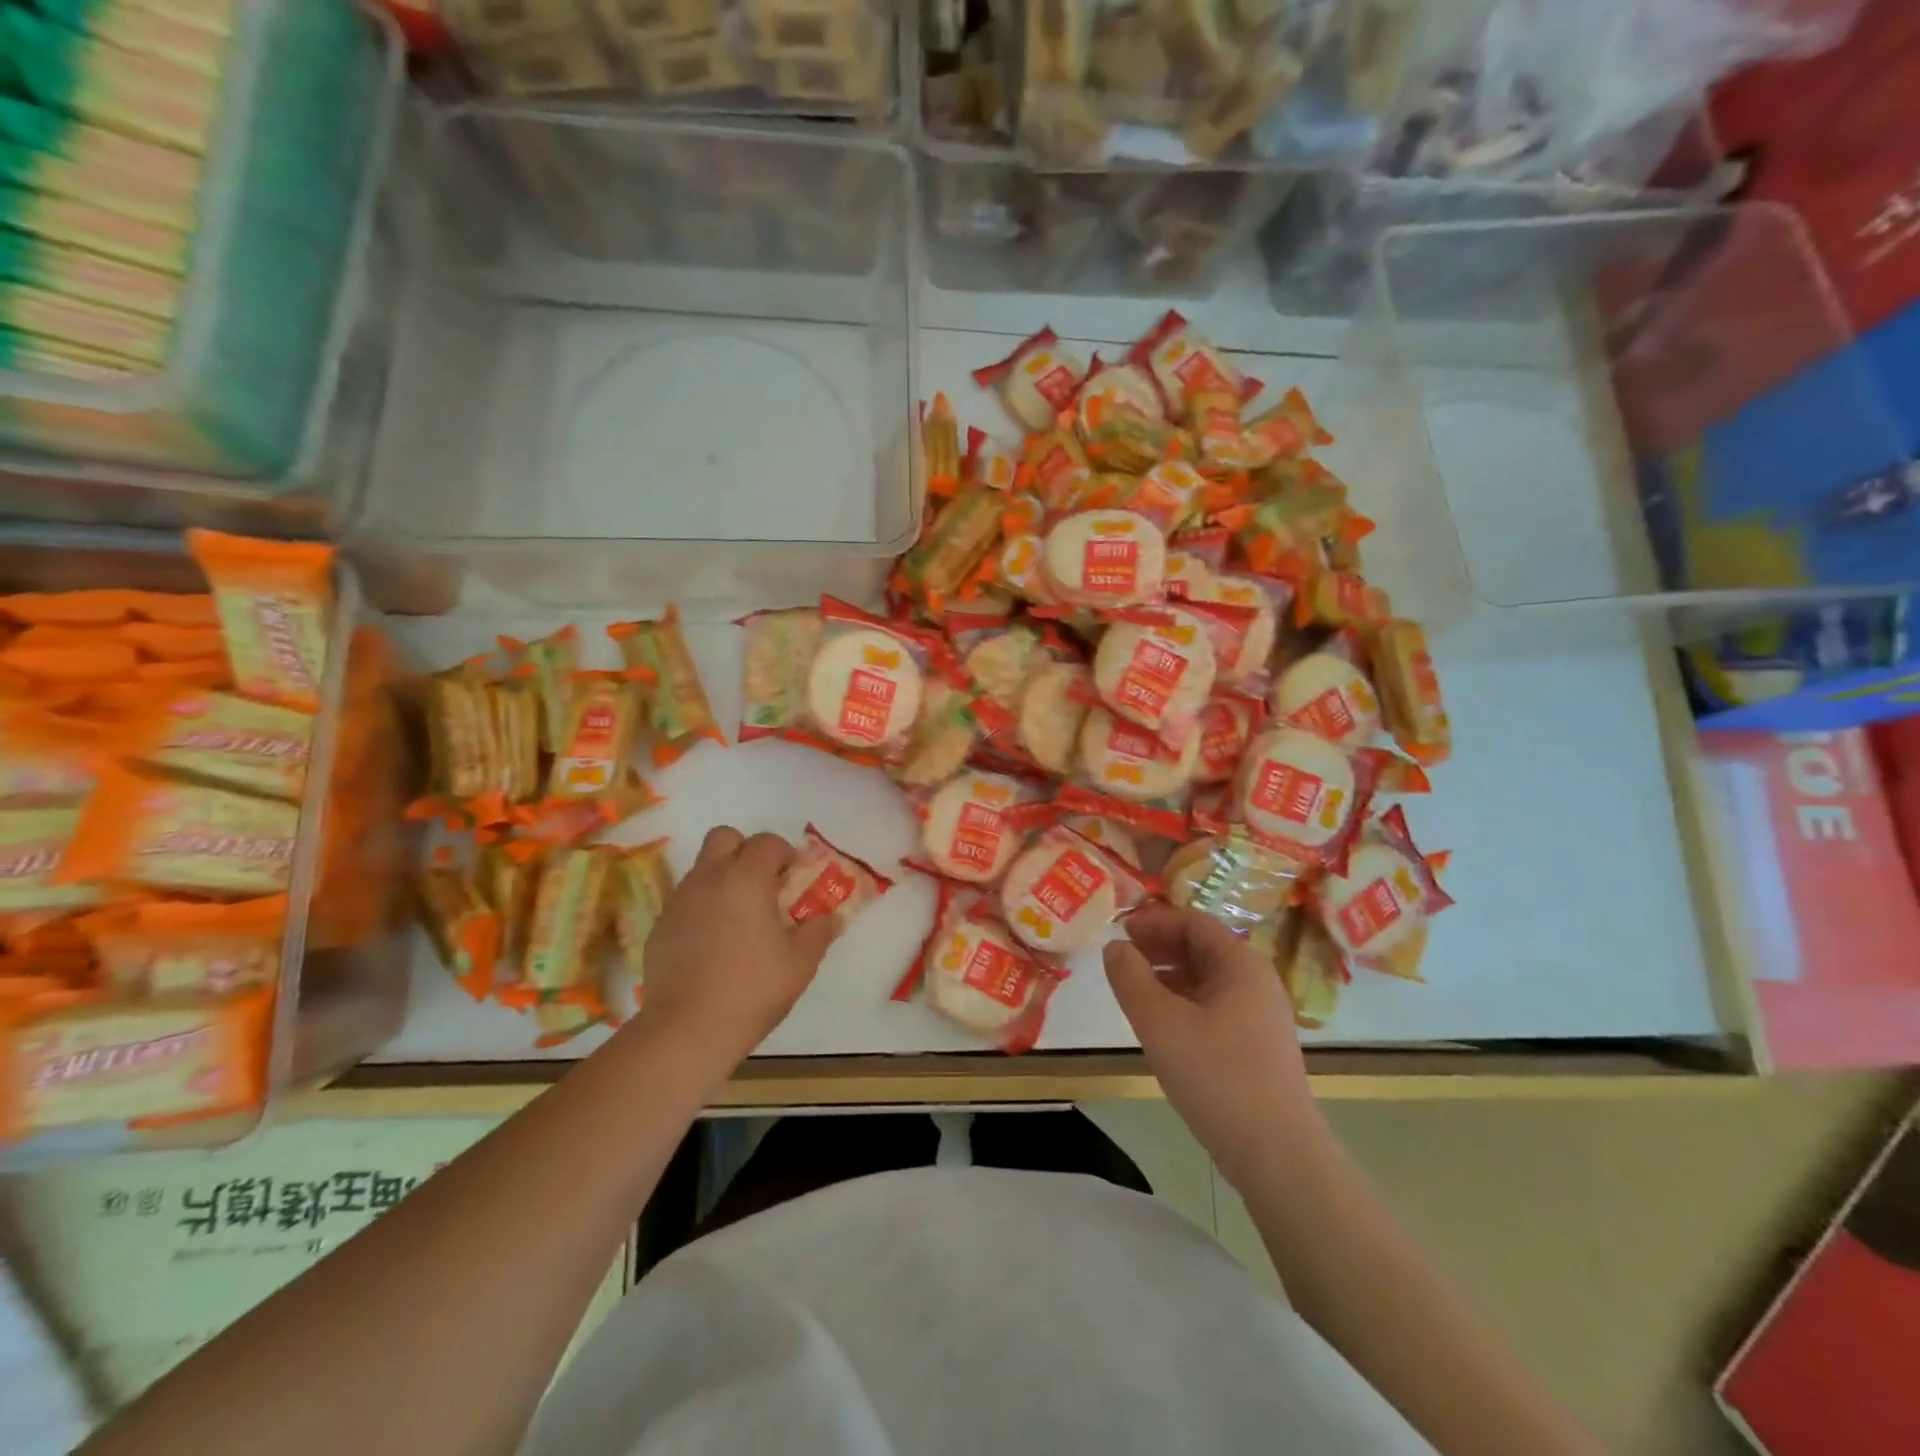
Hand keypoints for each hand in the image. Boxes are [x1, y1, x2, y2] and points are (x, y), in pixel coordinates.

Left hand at [636, 826, 838, 1065]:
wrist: (687, 1030)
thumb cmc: (753, 988)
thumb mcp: (801, 961)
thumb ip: (820, 931)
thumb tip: (833, 917)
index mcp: (746, 878)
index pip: (767, 842)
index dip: (785, 853)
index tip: (794, 879)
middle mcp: (709, 879)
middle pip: (724, 837)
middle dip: (746, 851)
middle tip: (763, 884)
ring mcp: (679, 902)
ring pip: (703, 869)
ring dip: (724, 879)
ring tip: (741, 919)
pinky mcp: (659, 928)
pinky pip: (686, 902)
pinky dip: (703, 909)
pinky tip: (714, 945)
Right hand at [1104, 905, 1323, 1189]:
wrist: (1278, 1155)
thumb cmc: (1216, 1076)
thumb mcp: (1159, 1022)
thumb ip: (1130, 978)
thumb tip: (1115, 947)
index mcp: (1240, 964)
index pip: (1193, 922)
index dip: (1154, 921)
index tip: (1120, 929)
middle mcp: (1256, 981)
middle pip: (1203, 947)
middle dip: (1160, 946)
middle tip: (1122, 955)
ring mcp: (1261, 1015)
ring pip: (1208, 978)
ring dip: (1169, 974)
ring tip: (1134, 988)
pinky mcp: (1258, 1045)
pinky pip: (1215, 1005)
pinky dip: (1184, 1001)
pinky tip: (1162, 1024)